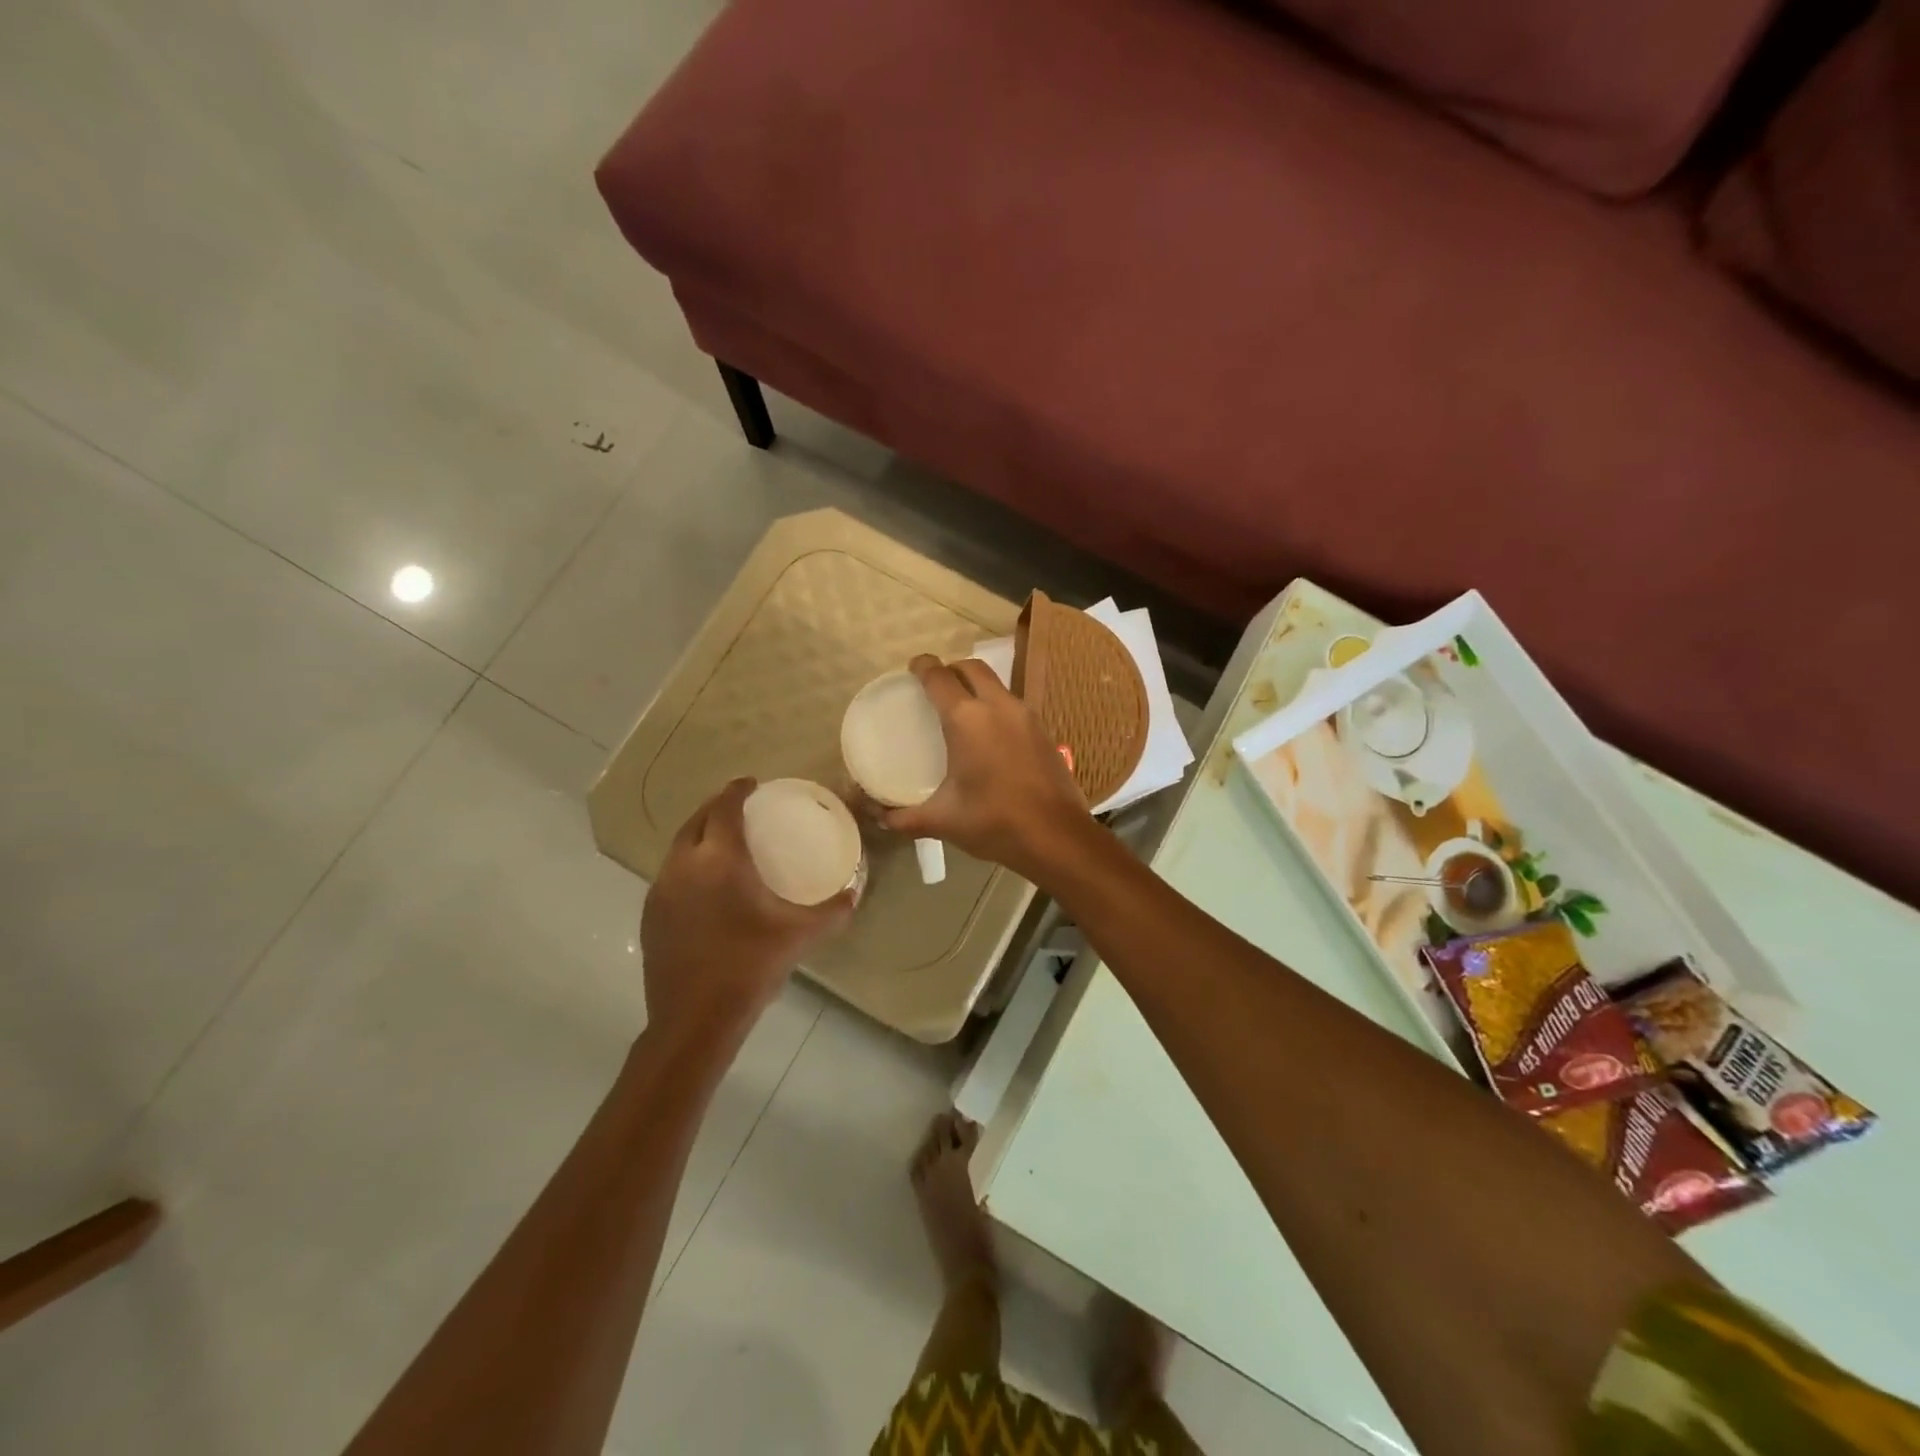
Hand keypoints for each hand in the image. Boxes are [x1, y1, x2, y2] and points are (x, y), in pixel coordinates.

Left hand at [641, 779, 852, 1050]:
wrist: (694, 1020)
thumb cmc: (749, 967)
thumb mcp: (800, 936)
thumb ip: (833, 911)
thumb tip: (854, 893)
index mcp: (720, 860)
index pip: (724, 808)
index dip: (737, 790)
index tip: (752, 783)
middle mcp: (684, 866)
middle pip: (696, 820)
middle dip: (716, 807)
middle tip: (740, 807)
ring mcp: (661, 891)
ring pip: (679, 847)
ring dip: (700, 834)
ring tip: (723, 840)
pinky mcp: (650, 915)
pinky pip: (671, 873)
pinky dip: (689, 863)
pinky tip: (706, 884)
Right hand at [882, 655, 1090, 878]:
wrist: (1057, 837)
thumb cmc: (994, 822)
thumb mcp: (943, 821)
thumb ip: (904, 818)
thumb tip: (877, 816)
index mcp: (967, 719)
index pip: (939, 677)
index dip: (923, 667)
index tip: (912, 668)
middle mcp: (998, 706)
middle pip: (972, 669)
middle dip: (951, 669)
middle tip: (936, 686)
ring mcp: (1026, 716)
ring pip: (997, 685)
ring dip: (977, 687)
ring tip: (962, 710)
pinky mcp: (1045, 732)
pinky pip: (1014, 706)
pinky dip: (997, 708)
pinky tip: (991, 736)